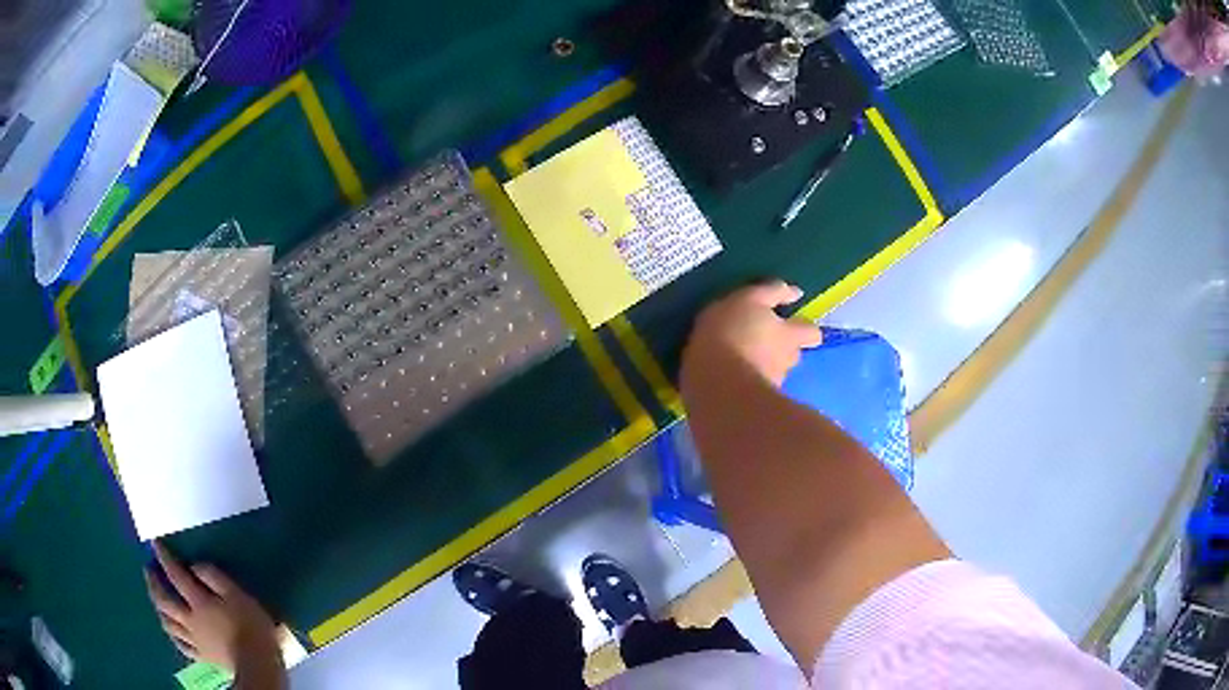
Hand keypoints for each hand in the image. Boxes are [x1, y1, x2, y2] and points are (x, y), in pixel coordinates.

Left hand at [145, 543, 279, 672]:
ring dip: (159, 609)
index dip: (165, 558)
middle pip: (164, 601)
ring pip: (168, 623)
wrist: (259, 665)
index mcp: (198, 602)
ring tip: (157, 600)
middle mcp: (190, 619)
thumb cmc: (251, 627)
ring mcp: (195, 640)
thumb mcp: (238, 595)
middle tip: (148, 571)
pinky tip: (173, 633)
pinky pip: (182, 645)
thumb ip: (215, 578)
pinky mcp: (203, 656)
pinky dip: (174, 635)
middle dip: (153, 584)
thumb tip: (194, 566)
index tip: (155, 544)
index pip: (176, 575)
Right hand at [683, 281, 821, 386]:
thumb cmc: (731, 333)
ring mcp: (770, 385)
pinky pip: (753, 390)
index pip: (812, 333)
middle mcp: (786, 362)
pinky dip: (746, 385)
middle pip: (792, 355)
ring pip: (773, 373)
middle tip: (761, 342)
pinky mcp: (752, 404)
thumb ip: (771, 293)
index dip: (806, 330)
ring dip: (762, 368)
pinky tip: (727, 380)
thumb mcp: (748, 299)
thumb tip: (795, 292)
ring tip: (739, 362)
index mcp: (789, 335)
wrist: (715, 386)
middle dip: (781, 349)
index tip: (793, 324)